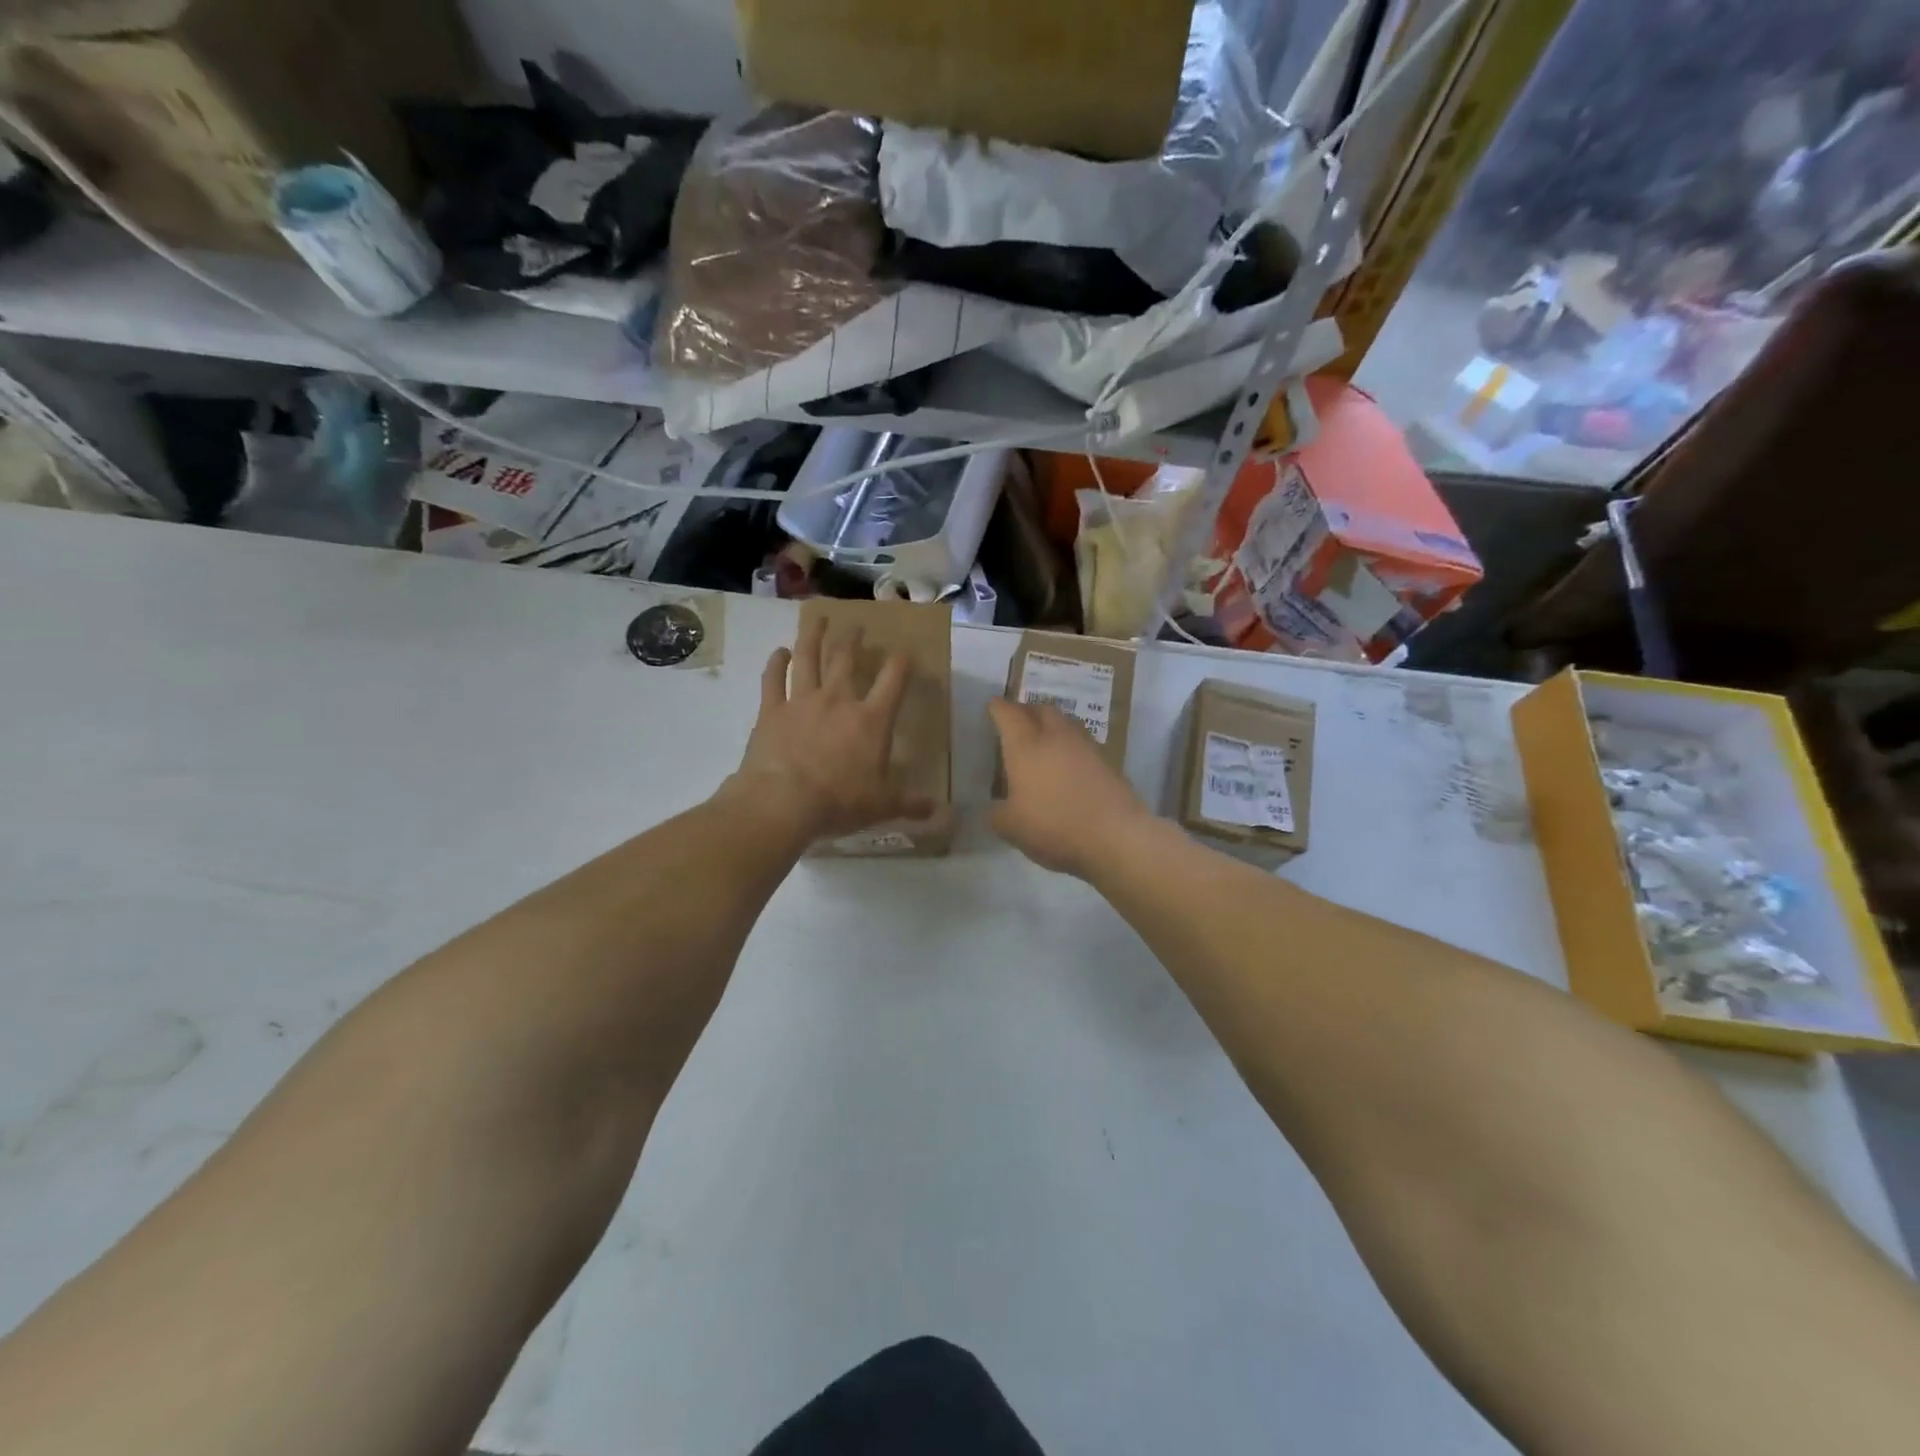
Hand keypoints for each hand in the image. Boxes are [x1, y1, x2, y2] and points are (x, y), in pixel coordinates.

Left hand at [724, 616, 932, 840]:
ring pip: (809, 659)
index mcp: (871, 720)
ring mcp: (802, 701)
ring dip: (814, 637)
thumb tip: (940, 812)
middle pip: (846, 659)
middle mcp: (838, 700)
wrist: (783, 802)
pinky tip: (779, 652)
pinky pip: (773, 680)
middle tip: (857, 626)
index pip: (893, 681)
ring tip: (819, 620)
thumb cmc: (839, 802)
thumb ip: (910, 804)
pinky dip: (776, 663)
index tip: (904, 650)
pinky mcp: (772, 710)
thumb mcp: (882, 806)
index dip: (901, 662)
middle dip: (854, 639)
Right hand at [988, 698, 1155, 877]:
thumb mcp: (1010, 827)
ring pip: (1066, 722)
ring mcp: (1086, 746)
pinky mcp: (1108, 762)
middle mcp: (1056, 736)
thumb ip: (996, 813)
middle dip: (1028, 710)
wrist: (1115, 836)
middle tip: (1018, 722)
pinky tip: (1068, 765)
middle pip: (1042, 709)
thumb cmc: (1054, 826)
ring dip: (1052, 725)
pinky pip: (1083, 743)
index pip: (1008, 714)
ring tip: (1044, 741)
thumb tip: (995, 806)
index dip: (998, 708)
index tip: (992, 707)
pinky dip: (1071, 746)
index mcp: (1026, 745)